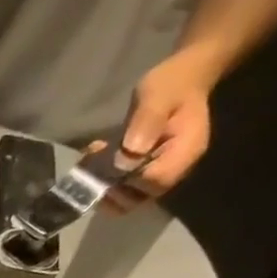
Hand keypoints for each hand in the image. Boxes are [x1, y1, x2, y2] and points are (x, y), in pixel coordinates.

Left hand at [102, 50, 217, 214]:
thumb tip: (129, 155)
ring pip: (126, 199)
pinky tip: (93, 161)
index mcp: (185, 152)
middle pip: (138, 198)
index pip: (155, 182)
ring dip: (102, 187)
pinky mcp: (144, 173)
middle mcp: (174, 171)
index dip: (130, 178)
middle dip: (110, 189)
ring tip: (90, 162)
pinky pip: (122, 189)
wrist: (182, 79)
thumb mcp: (158, 94)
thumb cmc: (173, 83)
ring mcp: (158, 174)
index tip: (113, 160)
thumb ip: (147, 121)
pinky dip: (104, 181)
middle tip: (92, 167)